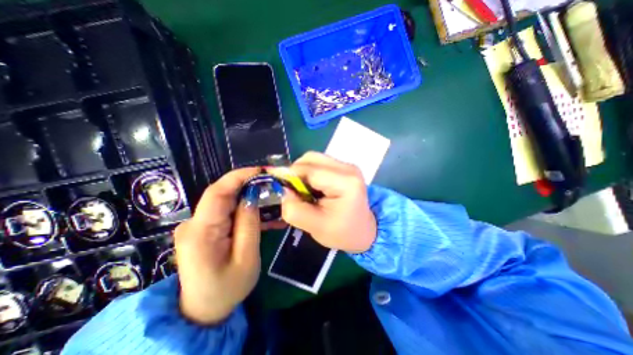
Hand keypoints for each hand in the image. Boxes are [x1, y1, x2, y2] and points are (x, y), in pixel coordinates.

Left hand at [172, 167, 260, 325]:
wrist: (203, 310)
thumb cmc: (227, 288)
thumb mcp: (247, 257)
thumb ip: (249, 224)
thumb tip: (252, 196)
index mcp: (201, 232)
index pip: (217, 193)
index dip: (238, 176)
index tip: (260, 170)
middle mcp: (194, 224)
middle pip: (222, 194)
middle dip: (247, 184)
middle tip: (271, 183)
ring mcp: (197, 225)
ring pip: (226, 201)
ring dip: (248, 196)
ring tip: (270, 196)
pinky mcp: (204, 228)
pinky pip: (226, 211)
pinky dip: (243, 208)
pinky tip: (259, 211)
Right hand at [272, 151, 373, 251]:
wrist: (365, 231)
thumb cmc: (343, 233)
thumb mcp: (316, 227)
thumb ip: (295, 209)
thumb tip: (282, 190)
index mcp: (345, 182)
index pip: (310, 170)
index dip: (290, 176)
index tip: (278, 187)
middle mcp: (348, 168)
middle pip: (311, 159)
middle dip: (295, 173)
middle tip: (292, 192)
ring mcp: (347, 165)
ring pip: (313, 159)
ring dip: (302, 173)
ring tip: (303, 191)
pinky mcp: (343, 168)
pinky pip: (319, 164)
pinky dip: (309, 173)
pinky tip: (312, 188)